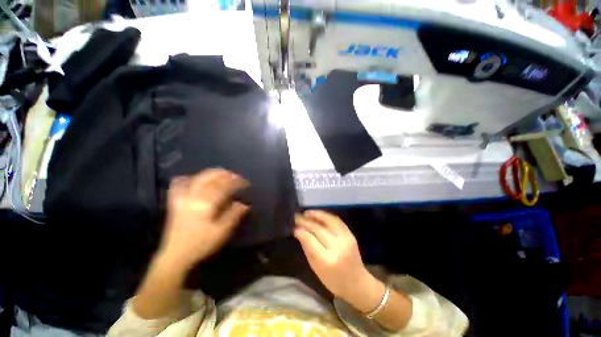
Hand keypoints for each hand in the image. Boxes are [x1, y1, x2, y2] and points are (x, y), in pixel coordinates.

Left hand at [158, 169, 249, 271]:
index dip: (236, 182)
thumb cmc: (201, 244)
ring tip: (220, 173)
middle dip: (224, 174)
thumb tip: (244, 204)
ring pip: (196, 178)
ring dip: (210, 174)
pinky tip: (192, 178)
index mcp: (206, 204)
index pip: (224, 187)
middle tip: (235, 175)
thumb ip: (233, 215)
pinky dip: (186, 179)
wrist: (175, 256)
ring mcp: (182, 198)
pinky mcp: (175, 202)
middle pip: (210, 179)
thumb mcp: (221, 232)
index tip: (246, 183)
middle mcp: (193, 197)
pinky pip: (178, 185)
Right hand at [294, 210, 378, 302]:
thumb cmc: (334, 280)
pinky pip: (337, 221)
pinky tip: (319, 215)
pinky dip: (326, 216)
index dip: (301, 231)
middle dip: (306, 221)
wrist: (358, 283)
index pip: (311, 240)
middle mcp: (338, 247)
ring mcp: (346, 239)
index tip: (294, 227)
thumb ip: (307, 249)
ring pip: (329, 221)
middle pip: (319, 229)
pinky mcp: (351, 235)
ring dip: (317, 214)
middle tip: (297, 217)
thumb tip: (298, 232)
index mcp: (328, 261)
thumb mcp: (316, 269)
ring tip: (307, 212)